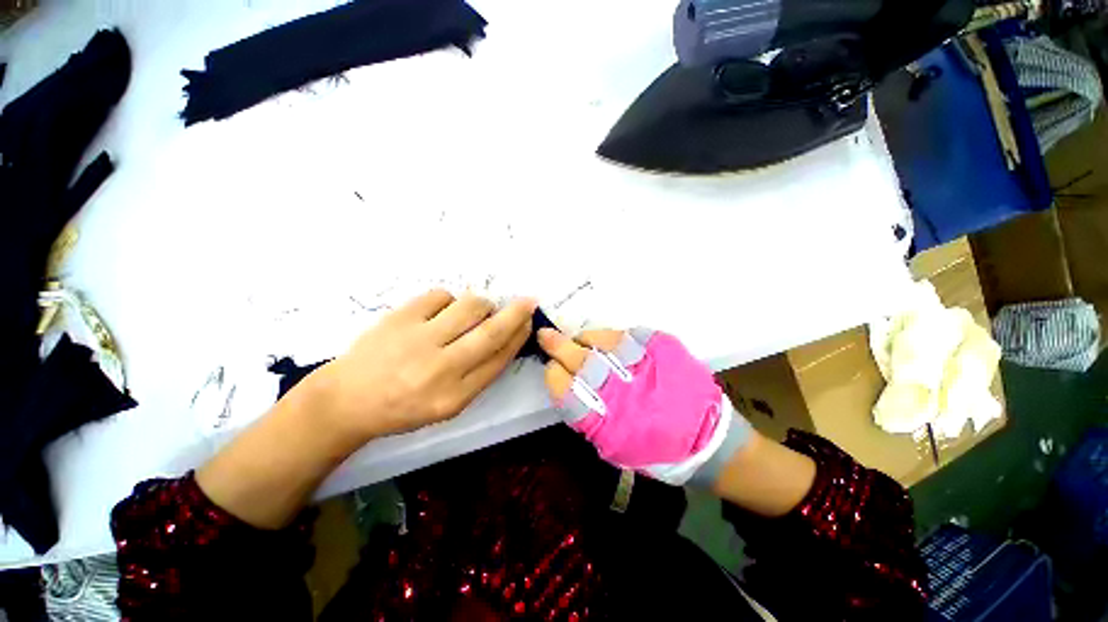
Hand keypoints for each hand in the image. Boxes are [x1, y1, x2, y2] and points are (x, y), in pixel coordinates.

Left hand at [197, 290, 534, 528]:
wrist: (346, 401)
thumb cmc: (403, 407)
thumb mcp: (448, 405)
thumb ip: (479, 376)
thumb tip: (505, 340)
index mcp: (455, 396)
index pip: (499, 359)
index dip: (518, 337)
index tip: (528, 323)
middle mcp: (440, 368)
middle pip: (490, 332)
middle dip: (516, 314)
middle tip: (527, 301)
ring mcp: (418, 339)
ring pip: (469, 306)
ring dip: (482, 305)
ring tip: (476, 311)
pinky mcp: (399, 317)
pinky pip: (440, 295)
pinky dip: (449, 300)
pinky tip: (441, 312)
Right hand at [537, 326, 751, 485]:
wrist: (708, 440)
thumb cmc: (657, 450)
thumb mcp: (616, 447)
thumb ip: (589, 419)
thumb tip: (567, 386)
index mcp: (608, 425)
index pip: (568, 394)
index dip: (554, 376)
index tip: (550, 367)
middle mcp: (624, 394)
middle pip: (582, 363)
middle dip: (559, 347)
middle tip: (546, 335)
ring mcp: (646, 368)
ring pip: (606, 343)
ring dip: (587, 338)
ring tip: (581, 339)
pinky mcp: (666, 351)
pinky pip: (632, 335)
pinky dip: (615, 336)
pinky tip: (611, 340)